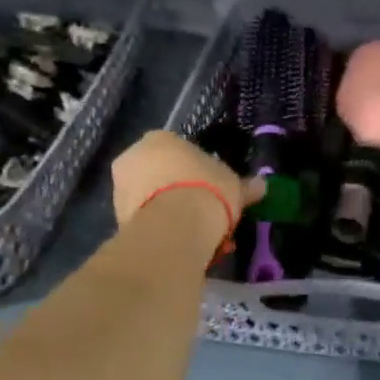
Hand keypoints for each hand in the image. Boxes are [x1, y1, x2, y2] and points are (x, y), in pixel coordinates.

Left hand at [112, 132, 257, 254]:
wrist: (176, 225)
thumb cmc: (208, 191)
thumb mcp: (235, 186)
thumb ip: (246, 185)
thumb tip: (263, 185)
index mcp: (160, 138)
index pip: (178, 151)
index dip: (197, 170)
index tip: (211, 188)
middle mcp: (133, 155)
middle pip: (159, 173)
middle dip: (177, 190)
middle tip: (202, 211)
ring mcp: (120, 186)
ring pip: (149, 197)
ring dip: (167, 210)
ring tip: (193, 232)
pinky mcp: (116, 215)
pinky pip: (143, 219)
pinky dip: (159, 228)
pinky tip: (178, 241)